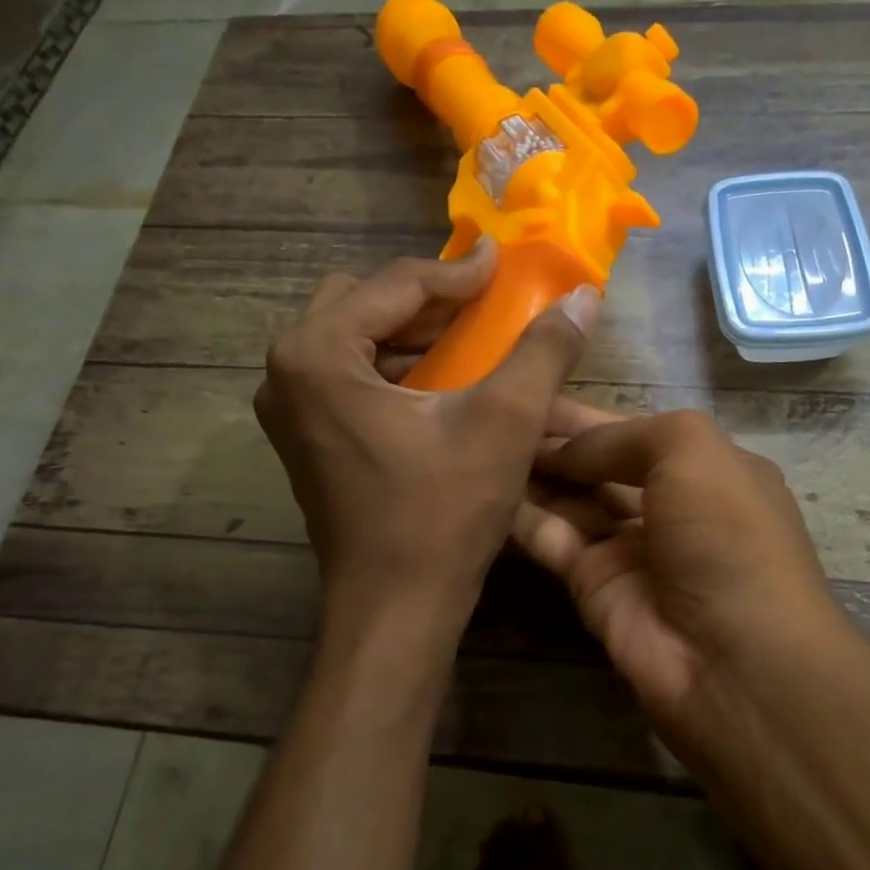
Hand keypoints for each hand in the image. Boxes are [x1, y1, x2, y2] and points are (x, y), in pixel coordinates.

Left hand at [255, 241, 599, 629]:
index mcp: (318, 354)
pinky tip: (439, 383)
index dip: (459, 273)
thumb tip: (583, 296)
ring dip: (409, 332)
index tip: (505, 261)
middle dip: (426, 299)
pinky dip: (392, 367)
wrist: (395, 608)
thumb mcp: (504, 423)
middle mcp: (285, 372)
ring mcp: (288, 409)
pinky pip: (347, 377)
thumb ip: (543, 351)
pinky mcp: (304, 440)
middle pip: (362, 303)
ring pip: (352, 339)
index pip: (396, 285)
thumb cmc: (443, 514)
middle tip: (483, 305)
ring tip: (468, 338)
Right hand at [513, 400, 845, 755]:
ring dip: (530, 474)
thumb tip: (562, 447)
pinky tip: (480, 488)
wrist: (734, 660)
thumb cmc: (725, 534)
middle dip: (551, 441)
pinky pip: (551, 539)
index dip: (582, 414)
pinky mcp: (593, 585)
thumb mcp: (691, 450)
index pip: (631, 430)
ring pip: (570, 500)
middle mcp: (667, 505)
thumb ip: (620, 436)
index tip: (528, 388)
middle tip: (490, 411)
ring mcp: (629, 548)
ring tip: (474, 441)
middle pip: (597, 464)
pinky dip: (519, 517)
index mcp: (705, 468)